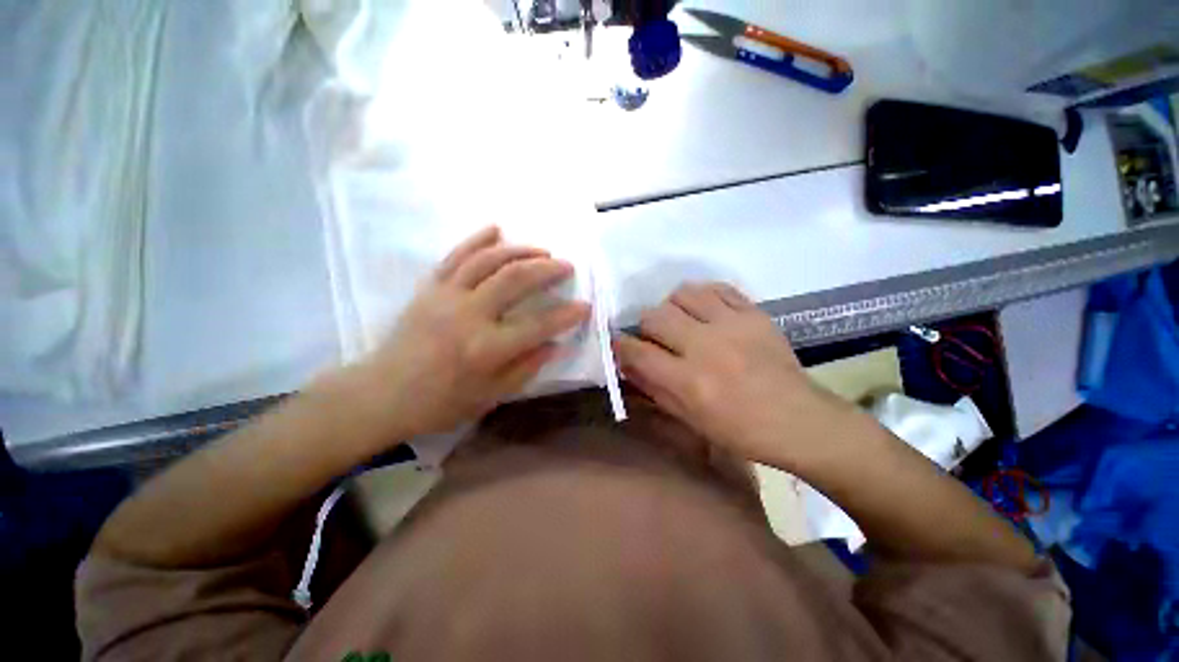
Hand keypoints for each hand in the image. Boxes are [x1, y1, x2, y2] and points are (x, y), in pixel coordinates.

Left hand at [346, 226, 589, 441]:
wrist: (383, 393)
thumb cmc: (441, 403)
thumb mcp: (492, 396)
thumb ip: (527, 367)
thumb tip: (556, 343)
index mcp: (486, 349)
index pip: (538, 325)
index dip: (567, 315)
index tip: (585, 306)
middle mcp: (468, 315)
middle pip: (515, 279)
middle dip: (547, 269)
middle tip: (567, 266)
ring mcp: (446, 296)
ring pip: (489, 260)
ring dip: (520, 250)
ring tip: (542, 251)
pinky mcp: (429, 287)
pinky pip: (456, 255)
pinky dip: (478, 239)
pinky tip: (496, 229)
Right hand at [615, 282, 845, 467]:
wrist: (799, 420)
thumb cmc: (740, 430)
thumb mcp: (689, 419)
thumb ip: (653, 388)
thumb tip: (626, 364)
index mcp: (689, 381)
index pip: (637, 351)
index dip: (620, 345)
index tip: (620, 344)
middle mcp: (706, 346)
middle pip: (654, 315)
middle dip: (646, 327)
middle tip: (656, 338)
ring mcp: (732, 325)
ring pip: (683, 293)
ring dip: (673, 307)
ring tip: (682, 322)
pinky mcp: (754, 313)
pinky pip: (717, 288)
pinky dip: (703, 296)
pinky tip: (706, 311)